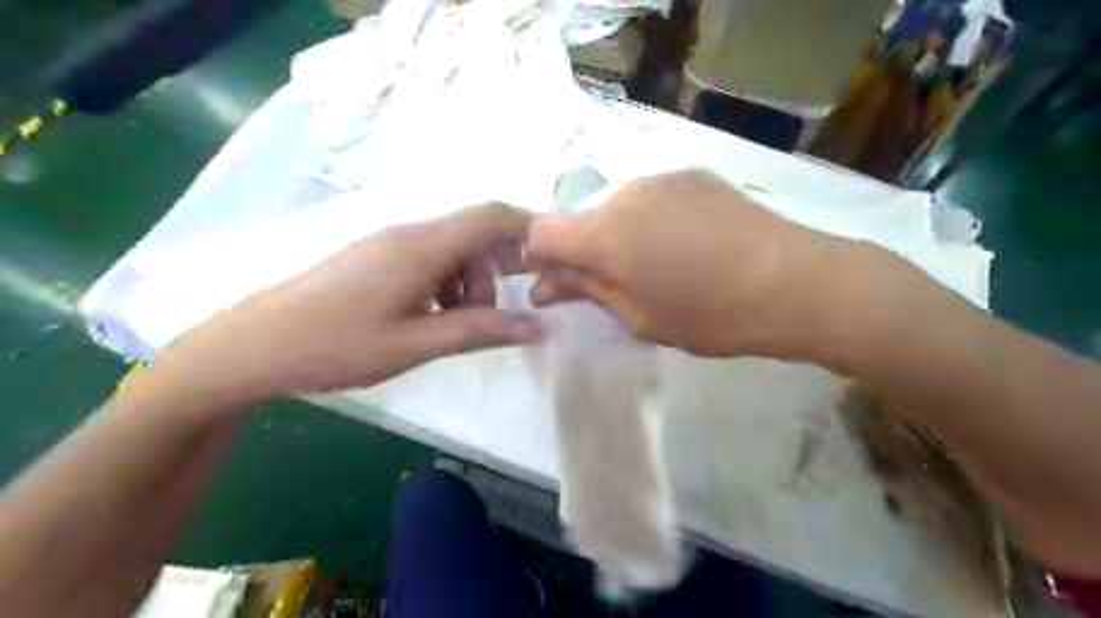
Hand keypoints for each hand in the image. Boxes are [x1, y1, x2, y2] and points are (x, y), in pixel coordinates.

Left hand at [146, 203, 539, 410]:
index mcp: (423, 246)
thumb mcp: (417, 344)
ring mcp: (389, 244)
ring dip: (468, 283)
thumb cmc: (336, 345)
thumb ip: (481, 331)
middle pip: (475, 235)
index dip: (529, 230)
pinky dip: (444, 285)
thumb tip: (539, 327)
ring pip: (452, 250)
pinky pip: (427, 260)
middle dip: (496, 273)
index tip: (550, 263)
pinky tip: (428, 319)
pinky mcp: (374, 258)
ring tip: (454, 326)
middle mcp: (410, 234)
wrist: (252, 346)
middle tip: (495, 318)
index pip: (492, 216)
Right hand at [528, 168, 864, 360]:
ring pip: (614, 209)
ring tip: (654, 268)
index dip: (540, 259)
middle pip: (579, 220)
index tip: (560, 286)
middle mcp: (624, 194)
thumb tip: (545, 284)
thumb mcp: (639, 318)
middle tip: (608, 288)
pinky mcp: (692, 175)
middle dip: (581, 253)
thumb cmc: (711, 315)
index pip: (539, 232)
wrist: (796, 282)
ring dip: (617, 238)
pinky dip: (648, 223)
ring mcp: (661, 178)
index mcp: (604, 233)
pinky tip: (683, 246)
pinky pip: (649, 199)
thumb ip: (587, 291)